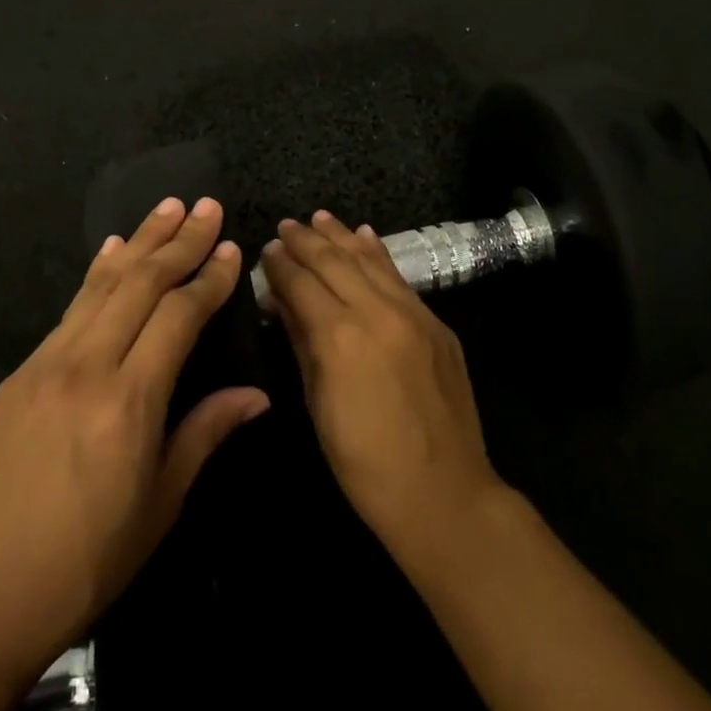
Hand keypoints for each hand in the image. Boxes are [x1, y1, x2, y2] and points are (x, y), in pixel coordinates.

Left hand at [0, 197, 268, 685]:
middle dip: (178, 240)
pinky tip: (111, 252)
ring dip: (138, 242)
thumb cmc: (82, 565)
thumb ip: (205, 434)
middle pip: (140, 284)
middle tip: (206, 205)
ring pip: (101, 285)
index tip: (231, 248)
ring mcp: (45, 365)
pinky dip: (97, 274)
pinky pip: (69, 309)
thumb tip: (255, 395)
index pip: (178, 316)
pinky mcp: (18, 374)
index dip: (208, 278)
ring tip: (166, 207)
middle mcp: (86, 367)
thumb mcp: (159, 507)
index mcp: (128, 402)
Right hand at [258, 211, 505, 558]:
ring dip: (341, 236)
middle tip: (286, 225)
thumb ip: (301, 342)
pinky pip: (399, 277)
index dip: (281, 265)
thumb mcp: (318, 404)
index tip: (267, 249)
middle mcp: (377, 312)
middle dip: (306, 241)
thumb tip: (281, 301)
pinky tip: (364, 236)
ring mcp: (413, 313)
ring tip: (319, 217)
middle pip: (334, 263)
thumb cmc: (364, 462)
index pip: (301, 284)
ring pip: (369, 261)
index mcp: (340, 336)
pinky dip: (377, 254)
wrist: (443, 492)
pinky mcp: (436, 322)